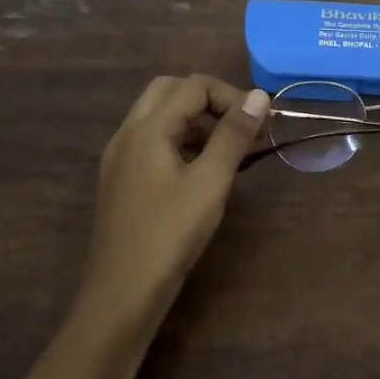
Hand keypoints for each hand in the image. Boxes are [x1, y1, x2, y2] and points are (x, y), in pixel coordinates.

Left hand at [77, 75, 269, 328]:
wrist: (122, 292)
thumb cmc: (170, 234)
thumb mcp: (210, 182)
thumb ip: (233, 135)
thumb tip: (259, 95)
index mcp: (147, 128)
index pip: (193, 86)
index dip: (230, 96)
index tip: (259, 124)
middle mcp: (128, 134)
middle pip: (169, 91)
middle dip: (209, 100)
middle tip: (240, 128)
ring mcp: (120, 158)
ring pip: (158, 117)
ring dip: (194, 120)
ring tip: (228, 150)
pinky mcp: (122, 180)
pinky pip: (152, 142)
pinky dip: (180, 141)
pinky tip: (202, 172)